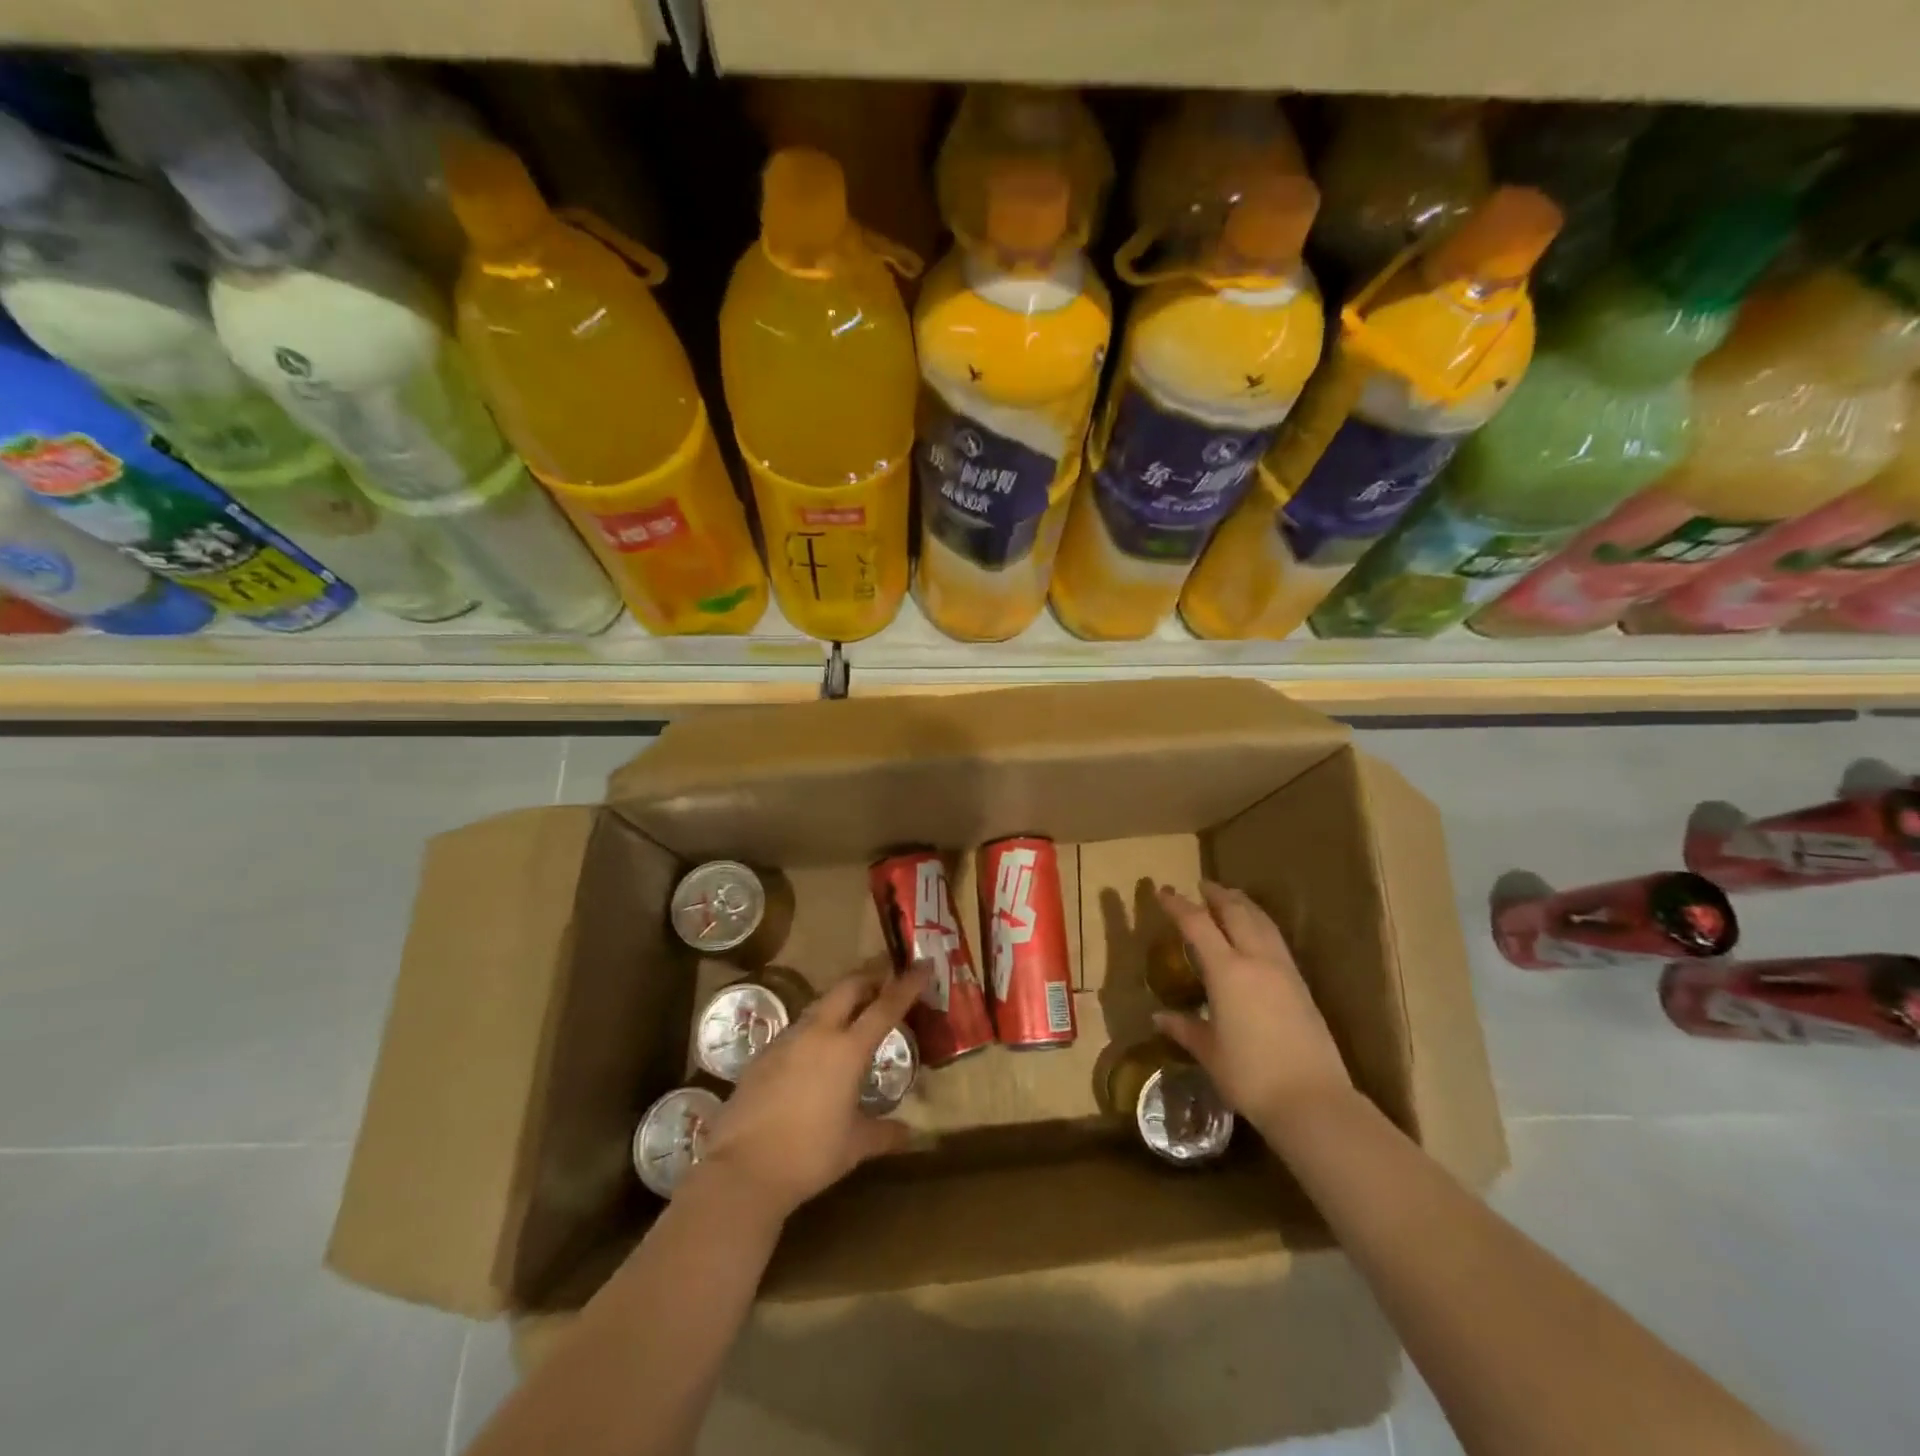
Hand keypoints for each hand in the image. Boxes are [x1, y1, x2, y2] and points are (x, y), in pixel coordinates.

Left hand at [695, 964, 928, 1220]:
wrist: (742, 1170)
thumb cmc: (809, 1155)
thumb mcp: (855, 1146)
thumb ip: (885, 1133)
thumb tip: (910, 1132)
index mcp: (848, 1049)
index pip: (886, 1006)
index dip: (907, 984)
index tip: (924, 964)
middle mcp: (818, 1033)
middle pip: (848, 987)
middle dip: (870, 976)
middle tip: (888, 976)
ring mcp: (786, 1040)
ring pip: (820, 1004)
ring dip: (841, 1000)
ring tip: (855, 1011)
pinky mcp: (763, 1054)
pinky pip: (798, 1028)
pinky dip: (816, 1027)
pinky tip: (816, 1050)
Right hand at [1154, 882, 1354, 1139]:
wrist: (1312, 1100)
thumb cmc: (1251, 1076)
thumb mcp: (1210, 1053)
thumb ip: (1185, 1028)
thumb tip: (1159, 1017)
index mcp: (1227, 972)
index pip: (1197, 925)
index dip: (1178, 905)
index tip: (1163, 892)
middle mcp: (1256, 960)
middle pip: (1236, 913)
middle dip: (1217, 895)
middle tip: (1202, 885)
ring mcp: (1284, 971)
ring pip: (1262, 922)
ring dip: (1243, 905)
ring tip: (1231, 897)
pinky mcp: (1302, 985)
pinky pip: (1276, 940)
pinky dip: (1261, 924)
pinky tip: (1257, 933)